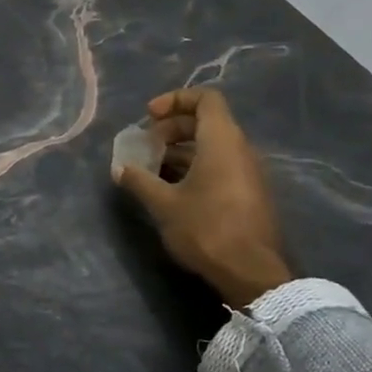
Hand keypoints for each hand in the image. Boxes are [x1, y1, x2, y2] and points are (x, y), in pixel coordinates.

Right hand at [115, 87, 291, 305]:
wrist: (251, 273)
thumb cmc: (206, 229)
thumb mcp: (163, 204)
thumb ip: (139, 181)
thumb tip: (120, 168)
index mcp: (222, 141)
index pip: (206, 99)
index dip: (175, 100)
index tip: (149, 116)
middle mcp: (240, 149)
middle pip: (206, 121)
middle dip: (172, 128)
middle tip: (146, 146)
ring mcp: (247, 172)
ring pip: (212, 146)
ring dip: (180, 151)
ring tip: (152, 170)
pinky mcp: (248, 194)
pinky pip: (219, 166)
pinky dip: (194, 167)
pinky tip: (171, 190)